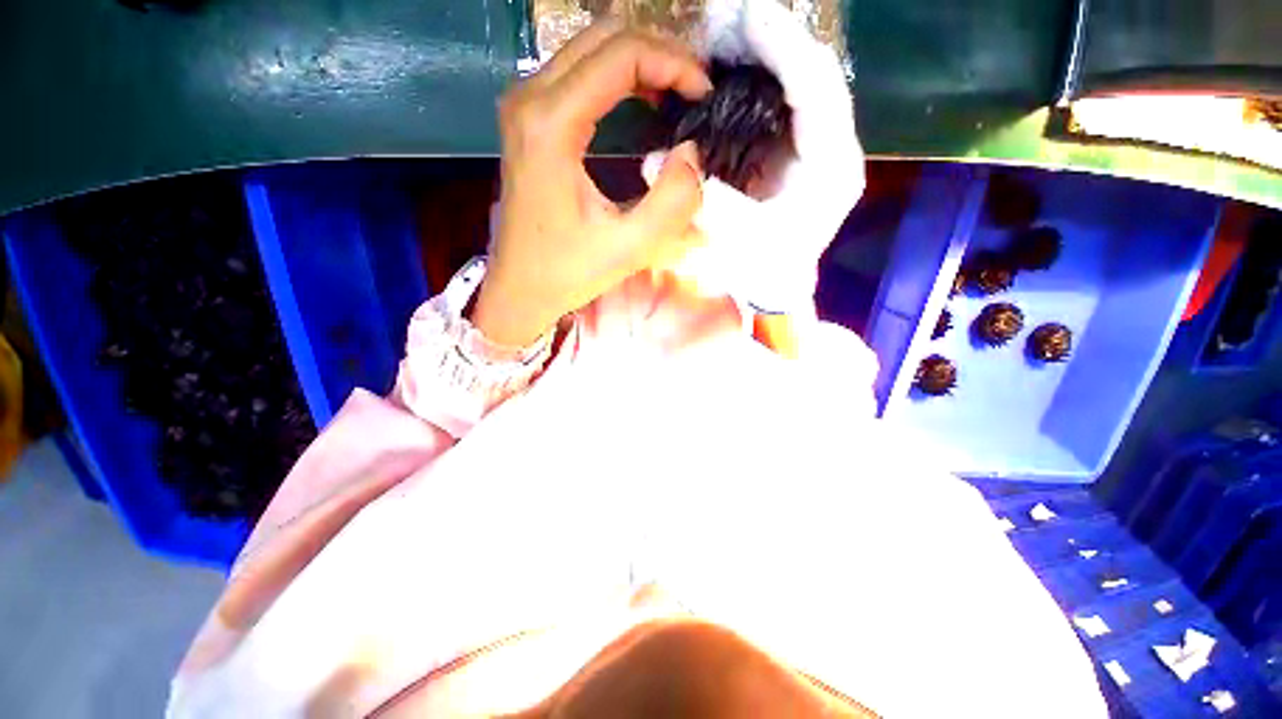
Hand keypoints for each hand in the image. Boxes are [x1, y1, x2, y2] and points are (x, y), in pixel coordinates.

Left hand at [473, 25, 713, 346]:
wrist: (520, 288)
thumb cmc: (567, 272)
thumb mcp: (627, 248)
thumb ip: (671, 202)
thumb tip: (692, 153)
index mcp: (551, 123)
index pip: (622, 54)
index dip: (674, 64)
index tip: (705, 97)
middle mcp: (530, 99)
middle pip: (604, 37)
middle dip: (661, 54)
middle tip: (695, 92)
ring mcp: (524, 107)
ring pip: (590, 49)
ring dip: (641, 62)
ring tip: (677, 94)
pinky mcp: (529, 122)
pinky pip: (578, 74)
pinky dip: (618, 77)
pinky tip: (643, 102)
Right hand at [646, 0, 863, 314]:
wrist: (776, 285)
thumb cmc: (765, 271)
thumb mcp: (740, 243)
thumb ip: (704, 201)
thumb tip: (653, 162)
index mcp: (832, 167)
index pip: (818, 90)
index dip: (784, 48)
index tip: (746, 15)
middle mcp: (831, 146)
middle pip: (809, 74)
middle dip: (766, 42)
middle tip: (718, 21)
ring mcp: (814, 145)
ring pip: (794, 82)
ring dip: (757, 55)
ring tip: (716, 37)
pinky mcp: (792, 149)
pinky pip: (777, 101)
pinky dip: (751, 80)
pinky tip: (722, 71)